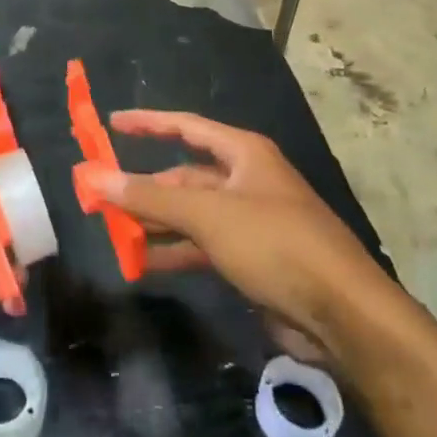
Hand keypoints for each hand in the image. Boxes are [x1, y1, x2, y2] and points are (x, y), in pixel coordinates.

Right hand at [81, 111, 383, 361]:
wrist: (342, 314)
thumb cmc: (274, 243)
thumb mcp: (208, 214)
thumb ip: (149, 195)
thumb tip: (94, 176)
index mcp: (243, 153)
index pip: (186, 126)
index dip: (147, 123)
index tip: (110, 124)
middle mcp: (246, 180)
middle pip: (185, 175)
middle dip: (145, 187)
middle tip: (101, 197)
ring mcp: (250, 221)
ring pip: (192, 214)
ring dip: (156, 222)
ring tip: (114, 232)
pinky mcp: (252, 259)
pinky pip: (202, 246)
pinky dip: (174, 251)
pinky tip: (143, 262)